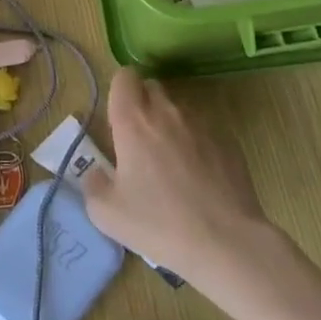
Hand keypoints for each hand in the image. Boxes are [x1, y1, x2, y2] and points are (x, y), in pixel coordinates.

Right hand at [81, 66, 275, 280]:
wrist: (225, 242)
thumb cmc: (158, 224)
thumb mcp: (106, 213)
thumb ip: (92, 184)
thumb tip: (97, 172)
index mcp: (133, 121)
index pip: (124, 77)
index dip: (119, 91)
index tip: (118, 119)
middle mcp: (167, 112)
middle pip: (152, 87)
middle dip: (143, 105)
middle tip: (140, 142)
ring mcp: (201, 124)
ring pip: (179, 109)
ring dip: (170, 125)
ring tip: (172, 165)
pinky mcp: (228, 141)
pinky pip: (204, 131)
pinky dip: (197, 144)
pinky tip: (200, 179)